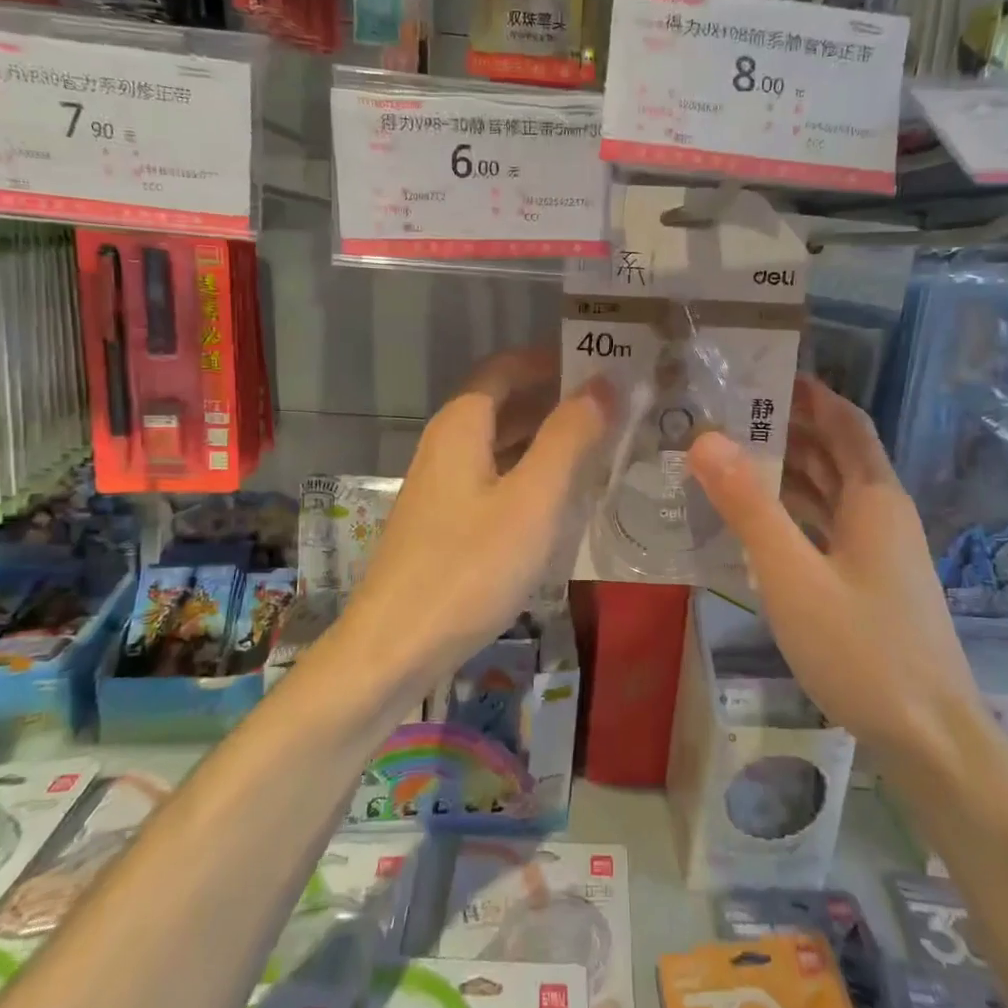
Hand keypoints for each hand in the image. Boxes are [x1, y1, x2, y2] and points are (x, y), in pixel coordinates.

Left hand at [346, 349, 612, 681]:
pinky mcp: (444, 523)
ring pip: (499, 445)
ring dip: (544, 439)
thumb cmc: (469, 567)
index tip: (599, 364)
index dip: (550, 360)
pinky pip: (493, 479)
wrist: (394, 647)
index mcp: (461, 425)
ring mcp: (441, 486)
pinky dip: (528, 474)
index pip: (506, 368)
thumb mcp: (532, 500)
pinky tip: (559, 499)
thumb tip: (602, 384)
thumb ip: (569, 438)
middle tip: (613, 407)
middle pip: (503, 404)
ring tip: (598, 447)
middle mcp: (445, 445)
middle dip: (554, 399)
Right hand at [687, 375, 982, 753]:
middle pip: (835, 452)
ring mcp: (878, 550)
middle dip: (788, 428)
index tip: (762, 372)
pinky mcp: (870, 581)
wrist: (929, 737)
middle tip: (725, 414)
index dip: (810, 392)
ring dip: (787, 470)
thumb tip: (706, 439)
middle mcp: (881, 513)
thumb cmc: (861, 648)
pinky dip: (793, 512)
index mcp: (873, 497)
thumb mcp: (793, 575)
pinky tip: (755, 521)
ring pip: (830, 491)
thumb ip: (749, 507)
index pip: (845, 421)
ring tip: (728, 457)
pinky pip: (827, 526)